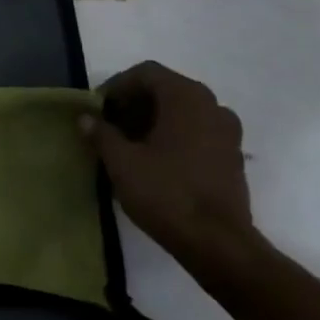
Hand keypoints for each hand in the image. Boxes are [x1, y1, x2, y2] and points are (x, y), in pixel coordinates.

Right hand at [80, 61, 258, 280]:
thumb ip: (101, 133)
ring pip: (183, 112)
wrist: (219, 245)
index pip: (145, 73)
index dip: (117, 87)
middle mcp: (212, 105)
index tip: (98, 109)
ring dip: (154, 120)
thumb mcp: (121, 162)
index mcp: (186, 97)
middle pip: (165, 90)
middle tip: (110, 126)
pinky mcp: (233, 157)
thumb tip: (85, 118)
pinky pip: (198, 132)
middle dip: (134, 104)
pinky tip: (156, 161)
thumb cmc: (166, 193)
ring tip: (130, 144)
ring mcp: (228, 132)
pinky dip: (175, 136)